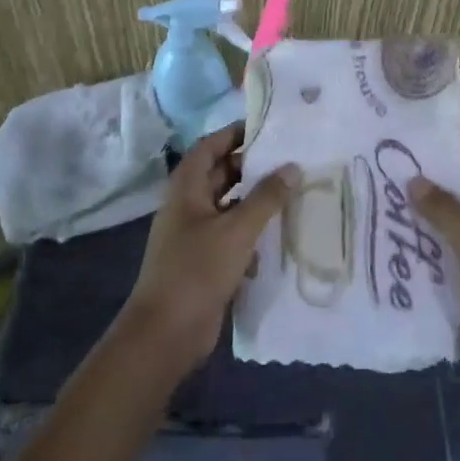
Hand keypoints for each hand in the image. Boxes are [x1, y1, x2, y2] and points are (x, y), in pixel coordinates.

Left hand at [121, 125, 299, 374]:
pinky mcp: (204, 261)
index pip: (210, 147)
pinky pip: (231, 235)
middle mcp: (188, 206)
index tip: (267, 128)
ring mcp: (194, 235)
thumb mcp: (236, 230)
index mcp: (186, 189)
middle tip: (288, 160)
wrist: (166, 333)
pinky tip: (279, 234)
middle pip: (220, 174)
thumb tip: (293, 167)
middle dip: (251, 167)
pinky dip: (251, 231)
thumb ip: (266, 198)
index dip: (234, 134)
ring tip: (292, 192)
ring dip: (254, 200)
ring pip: (228, 206)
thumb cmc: (197, 270)